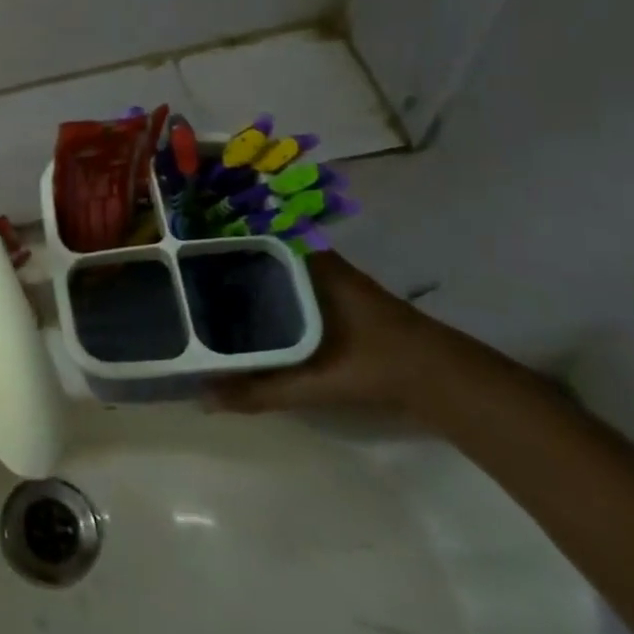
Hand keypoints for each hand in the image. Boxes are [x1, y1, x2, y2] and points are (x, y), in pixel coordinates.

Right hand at [204, 252, 451, 416]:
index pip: (254, 235)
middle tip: (185, 271)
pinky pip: (291, 283)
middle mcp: (317, 262)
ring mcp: (331, 279)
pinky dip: (268, 291)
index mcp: (308, 264)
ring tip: (205, 287)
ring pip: (277, 267)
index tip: (185, 244)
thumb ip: (260, 390)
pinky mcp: (340, 300)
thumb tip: (203, 398)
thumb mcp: (314, 381)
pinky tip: (248, 310)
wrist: (447, 381)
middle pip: (261, 249)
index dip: (219, 235)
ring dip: (247, 274)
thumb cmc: (377, 364)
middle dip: (225, 257)